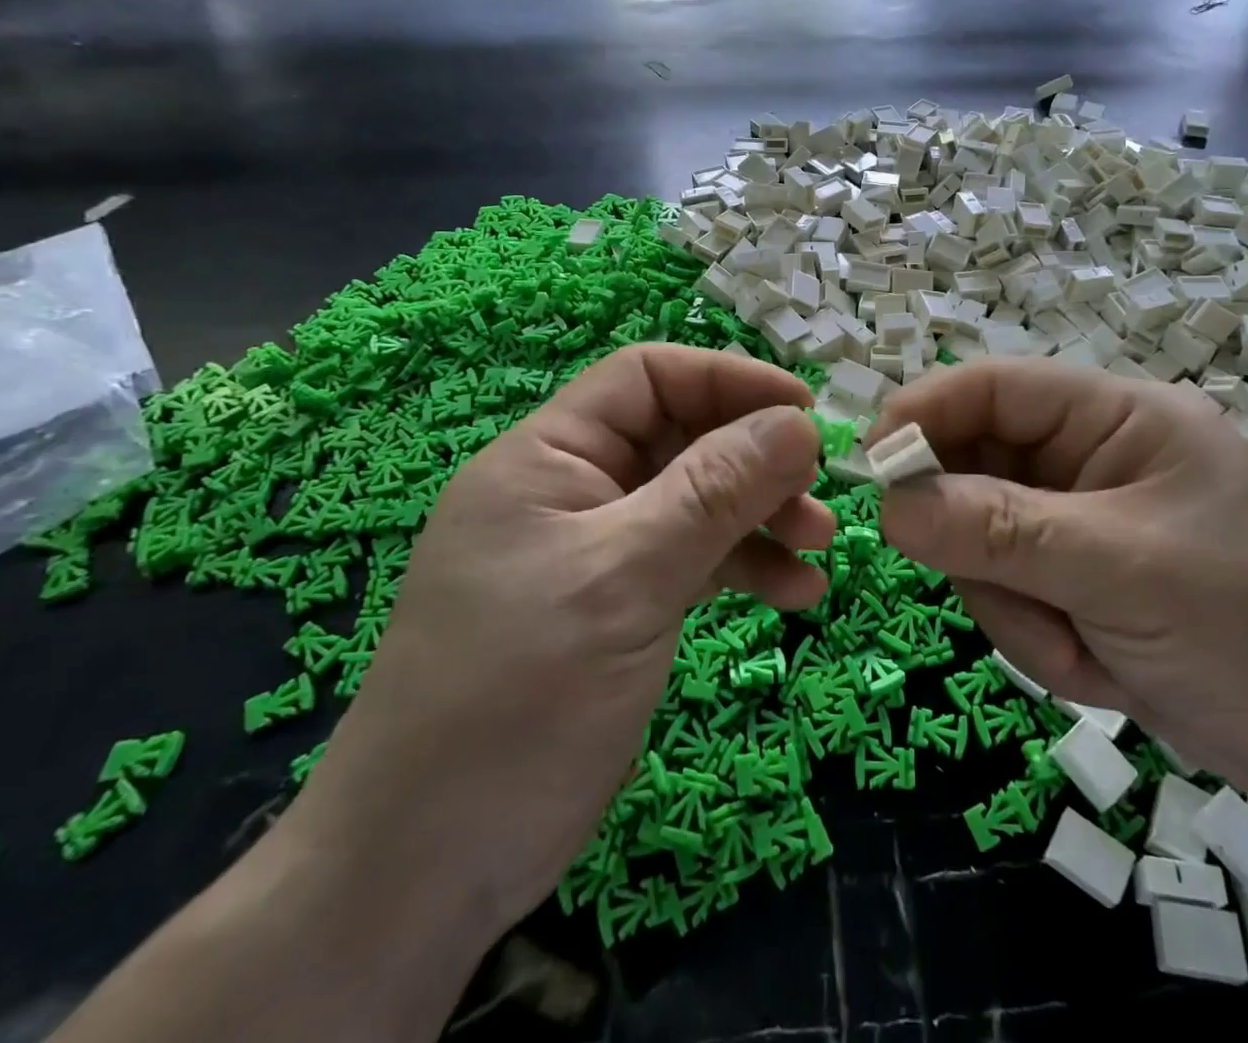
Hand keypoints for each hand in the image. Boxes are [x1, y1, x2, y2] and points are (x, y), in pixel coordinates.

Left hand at [287, 345, 834, 934]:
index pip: (648, 377)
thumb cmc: (519, 698)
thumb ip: (716, 491)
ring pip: (695, 503)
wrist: (426, 870)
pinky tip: (796, 594)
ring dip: (761, 516)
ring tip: (822, 545)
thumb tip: (798, 422)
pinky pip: (692, 561)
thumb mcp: (628, 577)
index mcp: (548, 457)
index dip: (728, 379)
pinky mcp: (617, 606)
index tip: (803, 410)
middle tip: (820, 490)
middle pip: (681, 439)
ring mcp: (595, 552)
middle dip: (755, 459)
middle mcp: (573, 491)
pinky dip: (743, 569)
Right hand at [872, 360, 1247, 808]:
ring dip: (1016, 607)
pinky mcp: (1076, 582)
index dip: (924, 416)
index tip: (871, 470)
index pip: (993, 388)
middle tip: (1011, 596)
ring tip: (1086, 650)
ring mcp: (1078, 524)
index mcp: (1115, 417)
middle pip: (974, 469)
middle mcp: (1089, 459)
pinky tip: (1100, 668)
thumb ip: (1000, 531)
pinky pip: (1008, 593)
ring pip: (981, 542)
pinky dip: (1037, 638)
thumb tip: (888, 503)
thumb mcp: (1124, 571)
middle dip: (979, 543)